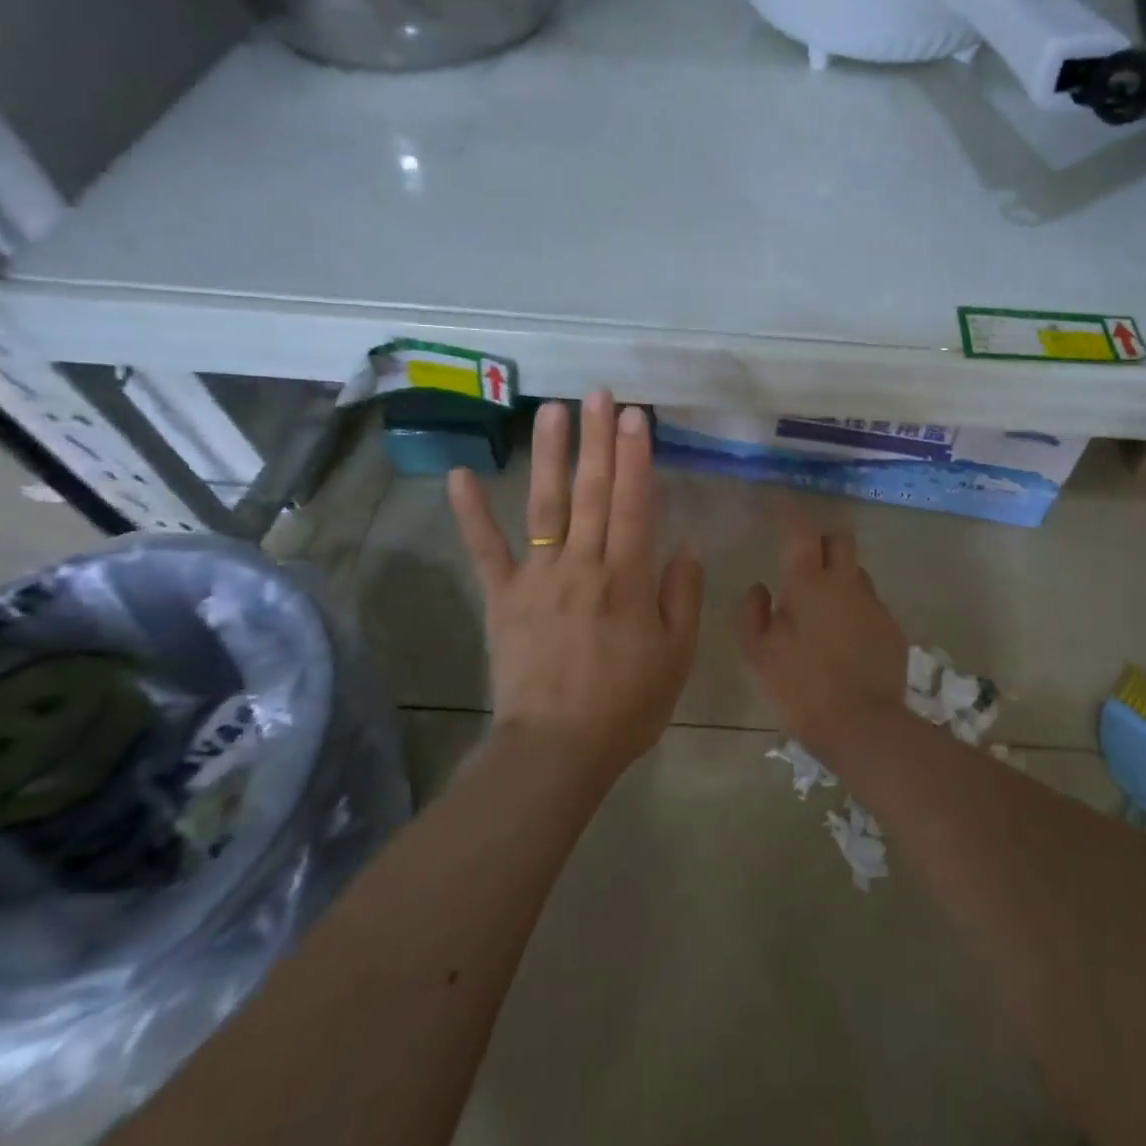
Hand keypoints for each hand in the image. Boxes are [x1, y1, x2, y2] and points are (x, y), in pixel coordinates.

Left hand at [448, 391, 703, 780]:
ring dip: (549, 456)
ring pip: (545, 507)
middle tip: (597, 394)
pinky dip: (471, 513)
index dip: (636, 457)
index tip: (635, 416)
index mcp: (627, 578)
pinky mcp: (502, 597)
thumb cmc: (626, 704)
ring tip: (549, 411)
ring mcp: (537, 579)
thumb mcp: (676, 654)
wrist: (555, 751)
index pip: (634, 504)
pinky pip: (485, 551)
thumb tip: (686, 544)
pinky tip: (459, 474)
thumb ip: (682, 595)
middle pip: (592, 493)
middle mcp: (581, 566)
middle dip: (596, 440)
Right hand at [732, 515, 908, 748]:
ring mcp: (874, 604)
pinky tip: (844, 639)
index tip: (777, 505)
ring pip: (857, 572)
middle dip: (822, 541)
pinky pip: (870, 604)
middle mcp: (846, 582)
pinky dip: (855, 609)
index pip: (799, 529)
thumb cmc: (800, 687)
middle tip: (804, 563)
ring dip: (840, 577)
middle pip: (840, 539)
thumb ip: (752, 612)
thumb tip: (760, 588)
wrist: (862, 727)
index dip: (787, 512)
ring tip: (823, 609)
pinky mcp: (892, 628)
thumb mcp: (758, 653)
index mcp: (809, 582)